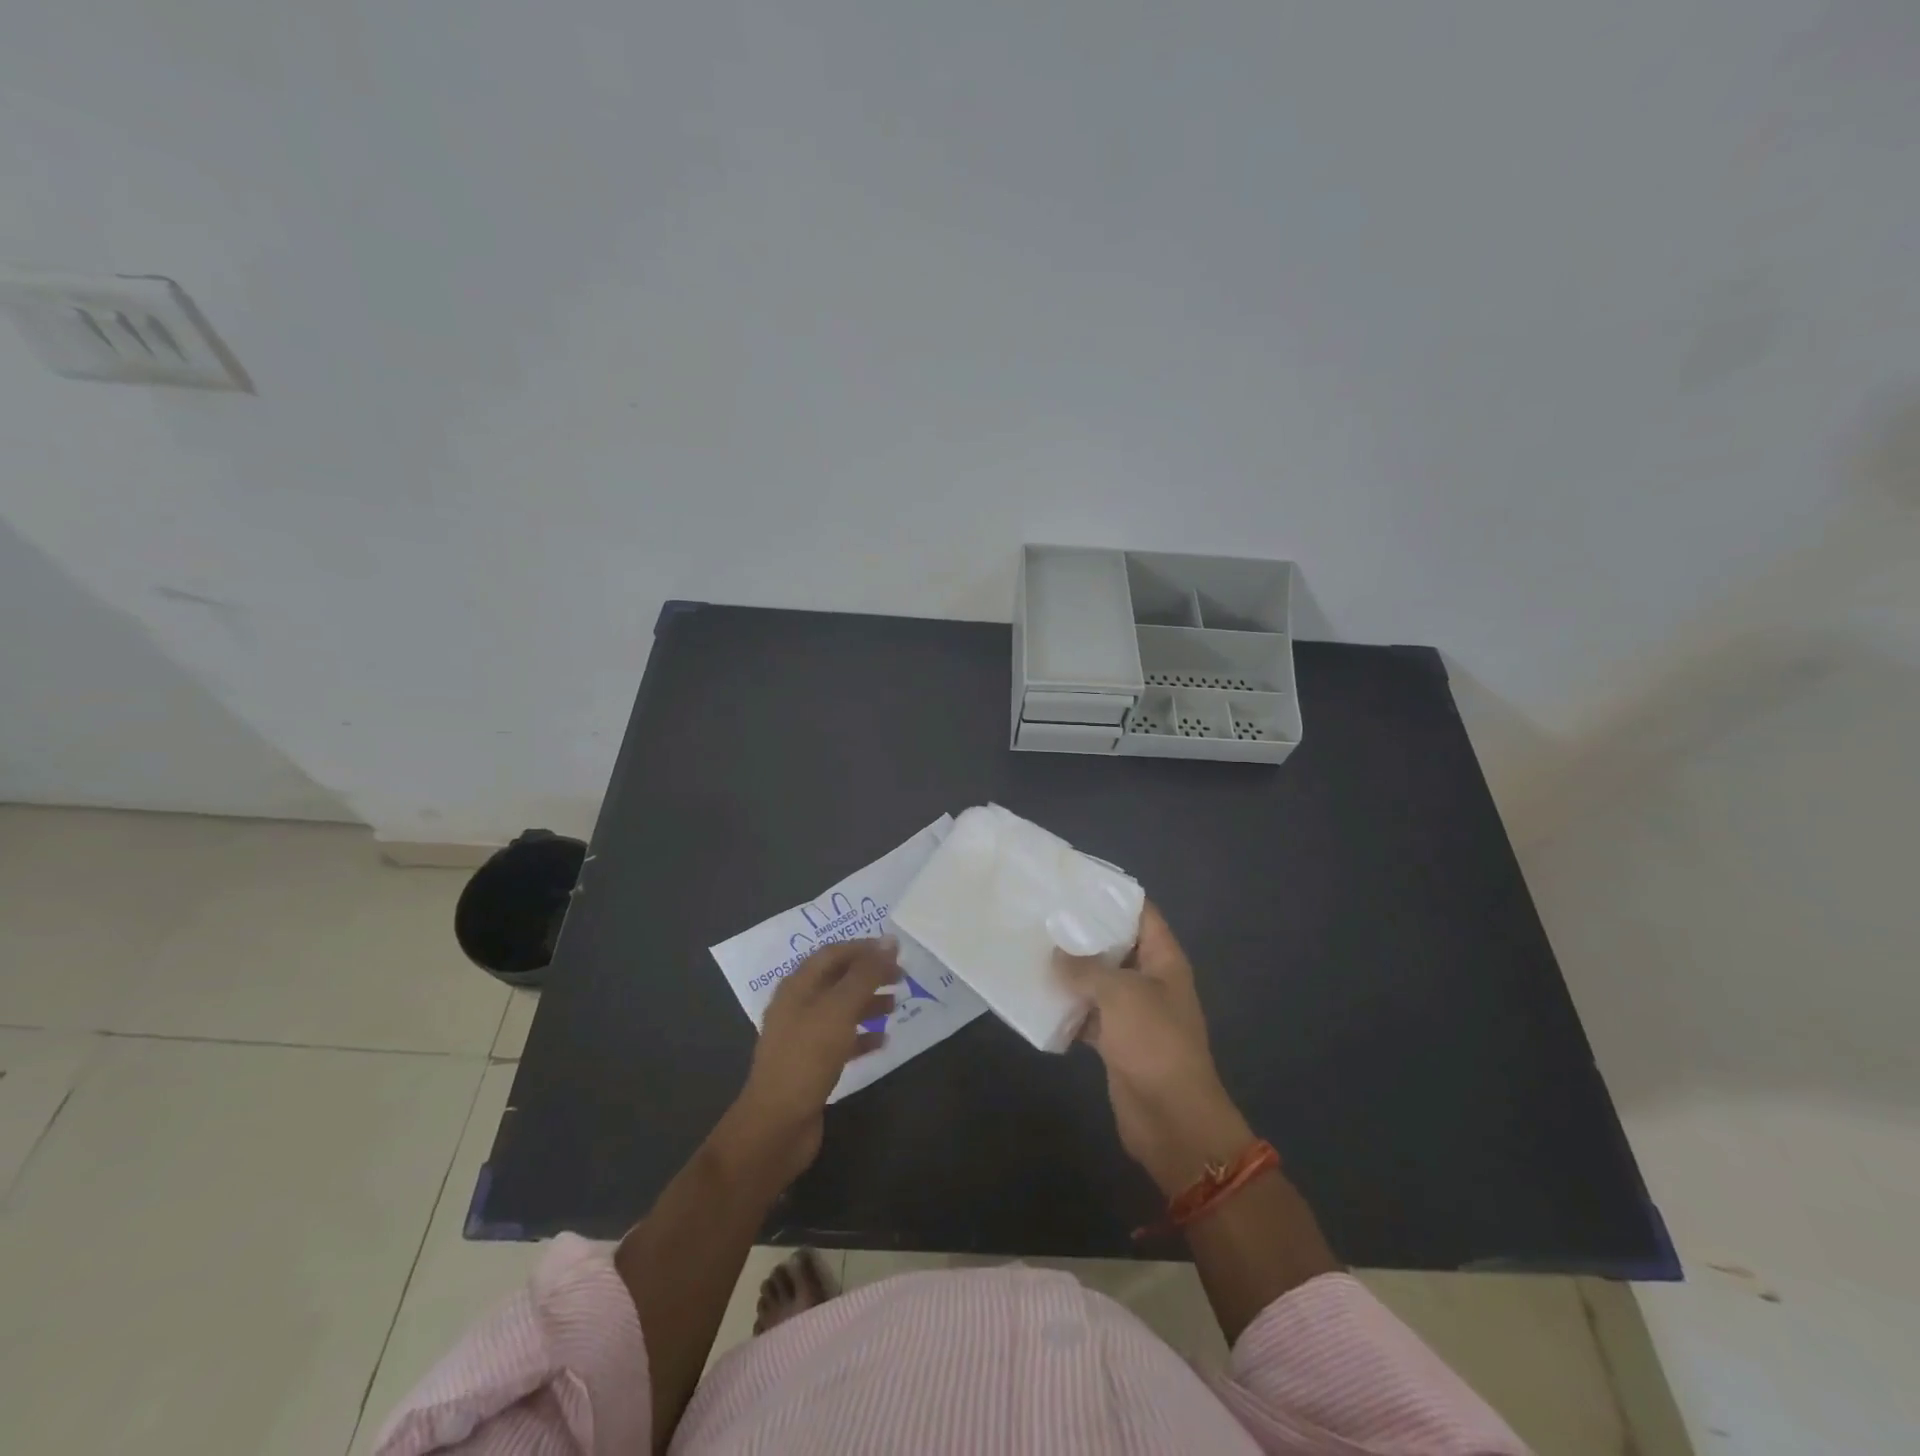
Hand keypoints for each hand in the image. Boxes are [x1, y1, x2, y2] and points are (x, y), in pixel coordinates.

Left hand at [721, 939, 895, 1188]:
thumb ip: (865, 974)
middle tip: (902, 977)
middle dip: (869, 975)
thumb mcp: (839, 1010)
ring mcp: (803, 1038)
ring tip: (897, 1005)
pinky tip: (883, 1041)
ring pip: (841, 1010)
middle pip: (837, 980)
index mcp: (797, 987)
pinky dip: (863, 1036)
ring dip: (868, 1004)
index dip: (863, 948)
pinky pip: (841, 1041)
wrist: (776, 1126)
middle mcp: (797, 1007)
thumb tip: (890, 941)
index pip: (832, 954)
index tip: (895, 951)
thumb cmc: (807, 1058)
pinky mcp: (811, 1066)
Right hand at [1056, 904, 1254, 1194]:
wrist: (1172, 1119)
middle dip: (1083, 933)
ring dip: (1071, 971)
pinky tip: (1037, 996)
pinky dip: (1068, 1008)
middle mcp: (1150, 980)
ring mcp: (1134, 1012)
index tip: (1074, 883)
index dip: (1112, 896)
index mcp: (1163, 960)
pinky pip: (1088, 1014)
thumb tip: (1055, 954)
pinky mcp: (1116, 1041)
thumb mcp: (1120, 994)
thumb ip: (1085, 969)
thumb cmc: (1154, 1043)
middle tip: (1043, 914)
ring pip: (1099, 981)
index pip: (1141, 913)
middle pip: (1116, 945)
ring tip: (1033, 948)